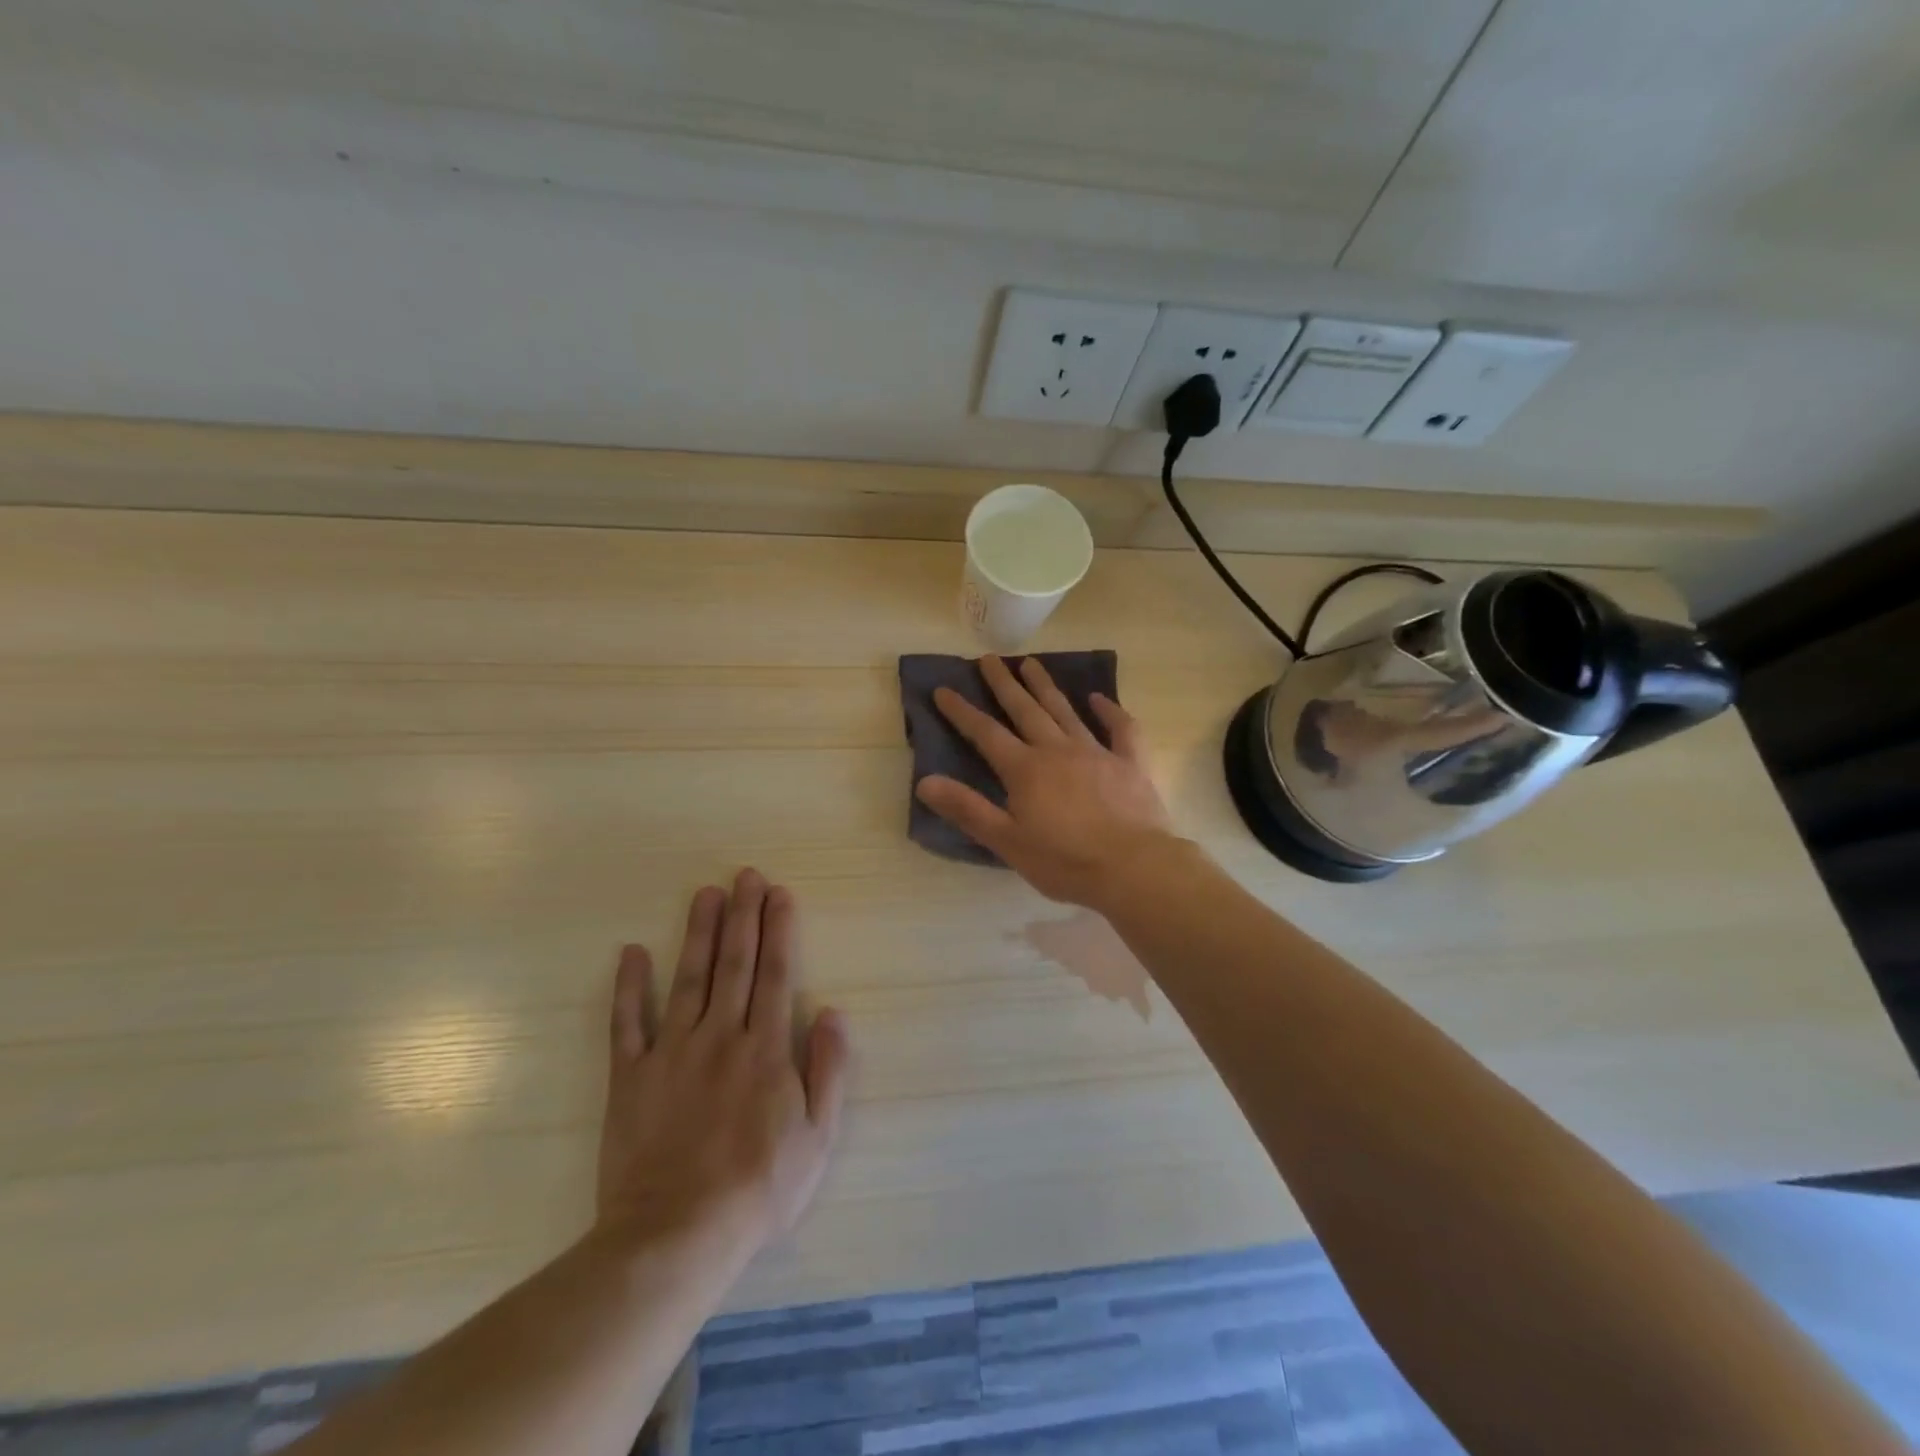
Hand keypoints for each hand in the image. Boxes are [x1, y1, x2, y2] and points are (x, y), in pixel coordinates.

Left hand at [596, 870, 850, 1260]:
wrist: (676, 1236)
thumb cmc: (759, 1188)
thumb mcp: (818, 1136)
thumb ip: (829, 1069)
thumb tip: (834, 1011)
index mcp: (766, 1048)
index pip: (776, 973)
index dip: (778, 929)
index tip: (779, 893)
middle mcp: (721, 1036)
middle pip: (735, 963)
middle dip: (742, 915)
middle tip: (745, 875)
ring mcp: (672, 1052)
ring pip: (688, 979)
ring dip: (698, 933)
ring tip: (705, 894)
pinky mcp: (632, 1077)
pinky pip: (628, 1024)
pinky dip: (629, 987)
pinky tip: (631, 952)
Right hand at [915, 655, 1174, 908]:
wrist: (1133, 868)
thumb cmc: (1065, 861)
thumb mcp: (1007, 841)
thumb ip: (967, 809)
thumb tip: (925, 781)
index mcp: (1025, 769)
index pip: (985, 733)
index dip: (962, 711)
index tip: (943, 689)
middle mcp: (1057, 750)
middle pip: (1025, 710)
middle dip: (1004, 684)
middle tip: (989, 658)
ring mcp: (1096, 752)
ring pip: (1065, 711)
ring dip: (1046, 687)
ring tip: (1031, 663)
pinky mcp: (1130, 763)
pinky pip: (1121, 728)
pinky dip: (1110, 711)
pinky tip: (1100, 698)